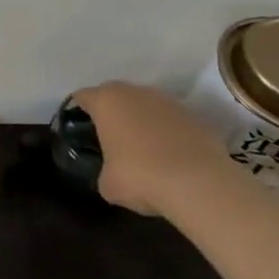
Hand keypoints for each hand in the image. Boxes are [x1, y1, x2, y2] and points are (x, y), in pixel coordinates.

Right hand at [71, 81, 239, 216]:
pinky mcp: (197, 118)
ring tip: (144, 148)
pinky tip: (171, 156)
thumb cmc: (140, 177)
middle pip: (116, 95)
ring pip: (147, 105)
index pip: (83, 96)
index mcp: (106, 102)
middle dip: (112, 111)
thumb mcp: (107, 183)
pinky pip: (173, 121)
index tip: (79, 127)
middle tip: (109, 136)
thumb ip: (104, 169)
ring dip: (143, 120)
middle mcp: (136, 93)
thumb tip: (113, 174)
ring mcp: (170, 103)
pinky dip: (169, 133)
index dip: (78, 110)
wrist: (200, 184)